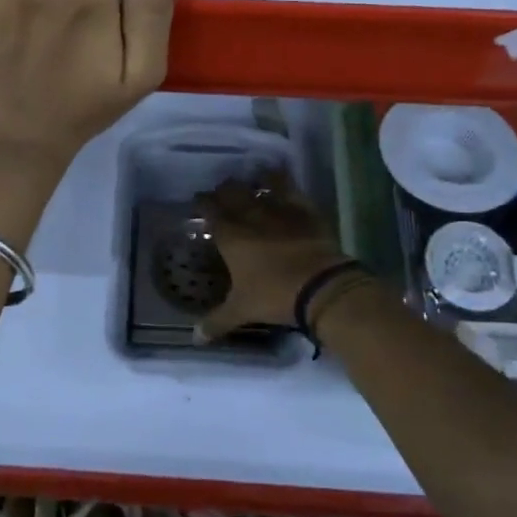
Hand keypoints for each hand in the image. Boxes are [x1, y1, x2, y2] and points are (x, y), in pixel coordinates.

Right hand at [195, 171, 351, 339]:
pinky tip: (281, 178)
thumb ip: (216, 321)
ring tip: (251, 181)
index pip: (209, 210)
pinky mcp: (304, 209)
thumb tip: (195, 338)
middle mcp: (251, 215)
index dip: (202, 203)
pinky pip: (291, 187)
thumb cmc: (274, 296)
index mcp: (230, 235)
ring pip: (261, 183)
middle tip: (222, 194)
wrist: (321, 286)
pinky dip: (283, 180)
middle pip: (232, 191)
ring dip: (253, 181)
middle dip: (224, 190)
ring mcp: (279, 208)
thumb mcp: (242, 311)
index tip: (199, 202)